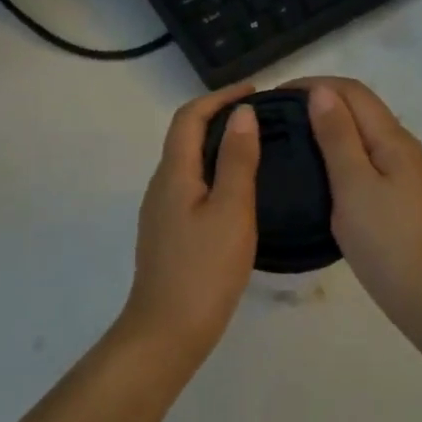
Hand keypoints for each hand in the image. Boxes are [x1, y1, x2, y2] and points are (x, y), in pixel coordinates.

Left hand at [119, 83, 262, 366]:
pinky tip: (238, 190)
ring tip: (255, 147)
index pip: (190, 117)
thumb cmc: (204, 270)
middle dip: (219, 116)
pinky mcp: (167, 232)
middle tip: (261, 117)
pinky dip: (214, 172)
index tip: (254, 90)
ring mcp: (160, 210)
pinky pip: (190, 185)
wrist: (166, 331)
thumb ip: (238, 160)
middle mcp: (161, 184)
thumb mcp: (231, 211)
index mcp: (174, 173)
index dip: (219, 97)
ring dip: (217, 145)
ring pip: (188, 162)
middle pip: (185, 135)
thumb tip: (242, 113)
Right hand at [287, 77, 421, 329]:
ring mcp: (406, 172)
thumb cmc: (386, 241)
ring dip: (330, 125)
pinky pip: (367, 156)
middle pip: (360, 107)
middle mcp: (404, 147)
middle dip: (320, 100)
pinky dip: (340, 149)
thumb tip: (320, 91)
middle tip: (277, 117)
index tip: (275, 95)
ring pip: (364, 132)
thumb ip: (337, 136)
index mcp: (393, 139)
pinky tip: (321, 168)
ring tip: (292, 138)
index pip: (353, 91)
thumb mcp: (353, 185)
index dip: (314, 84)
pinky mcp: (402, 194)